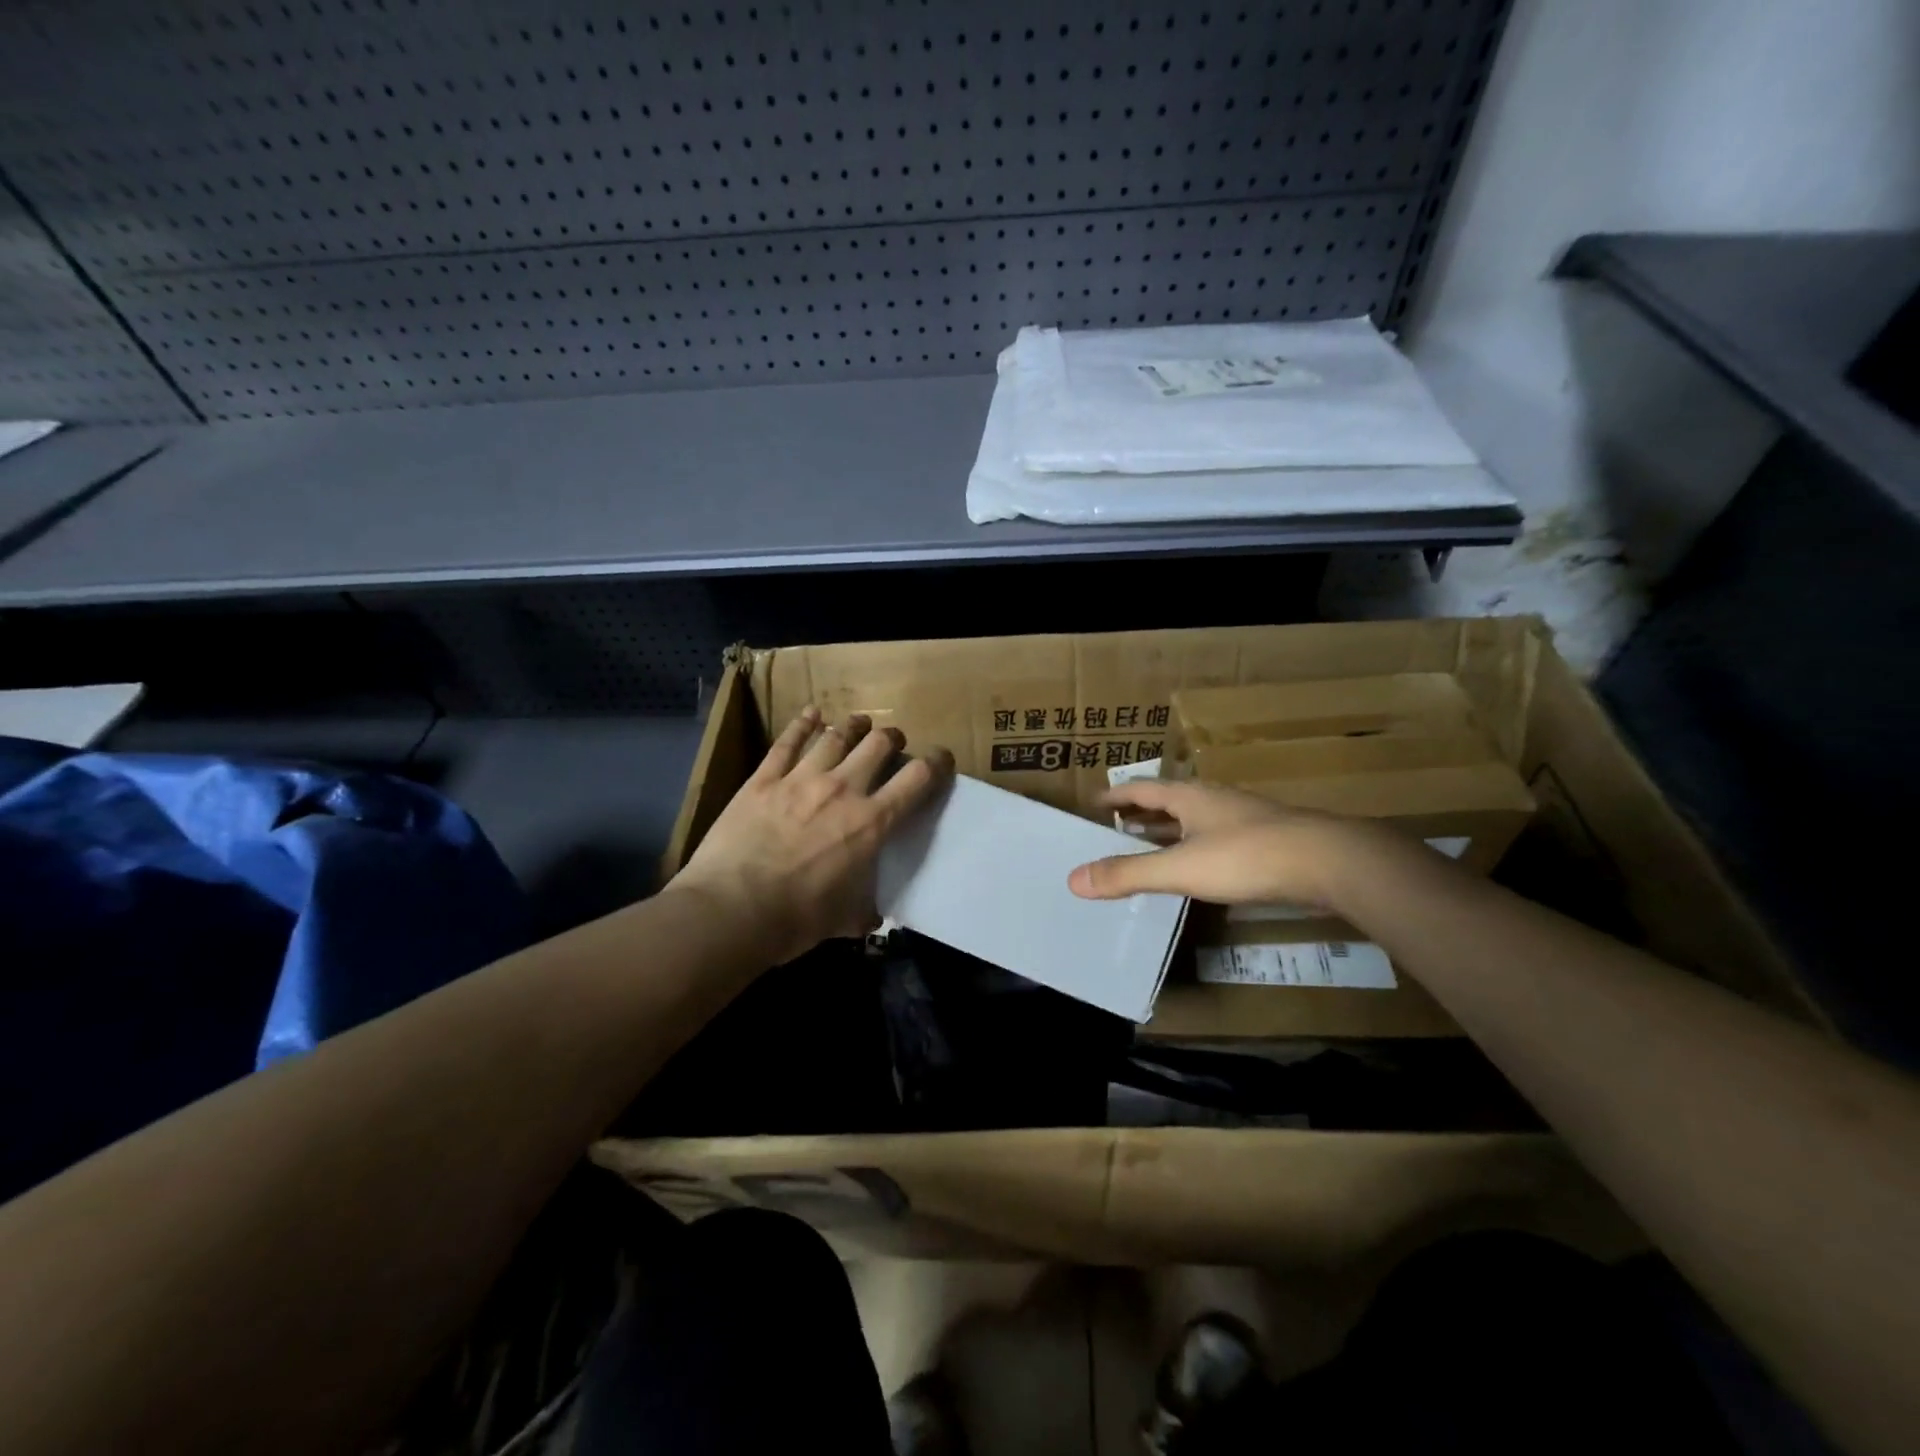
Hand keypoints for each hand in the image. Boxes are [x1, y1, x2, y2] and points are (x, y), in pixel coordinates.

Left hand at [671, 707, 953, 965]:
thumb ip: (864, 911)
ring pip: (836, 736)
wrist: (731, 910)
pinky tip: (812, 713)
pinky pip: (787, 742)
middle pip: (878, 744)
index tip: (941, 759)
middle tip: (893, 743)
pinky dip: (802, 723)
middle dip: (892, 739)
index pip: (917, 780)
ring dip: (854, 726)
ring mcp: (800, 779)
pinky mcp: (764, 779)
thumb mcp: (844, 920)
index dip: (936, 763)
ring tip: (860, 723)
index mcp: (871, 823)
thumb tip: (872, 919)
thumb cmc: (796, 919)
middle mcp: (842, 790)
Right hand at [1068, 779, 1361, 907]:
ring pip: (1195, 820)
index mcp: (1189, 797)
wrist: (1328, 862)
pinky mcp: (1265, 841)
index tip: (1095, 802)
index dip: (1116, 795)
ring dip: (1168, 832)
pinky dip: (1195, 848)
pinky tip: (1197, 867)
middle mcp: (1214, 800)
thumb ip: (1128, 874)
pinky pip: (1216, 838)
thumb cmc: (1246, 857)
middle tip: (1115, 829)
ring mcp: (1243, 818)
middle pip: (1168, 802)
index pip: (1142, 789)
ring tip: (1149, 847)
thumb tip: (1073, 879)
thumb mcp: (1180, 867)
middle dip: (1140, 814)